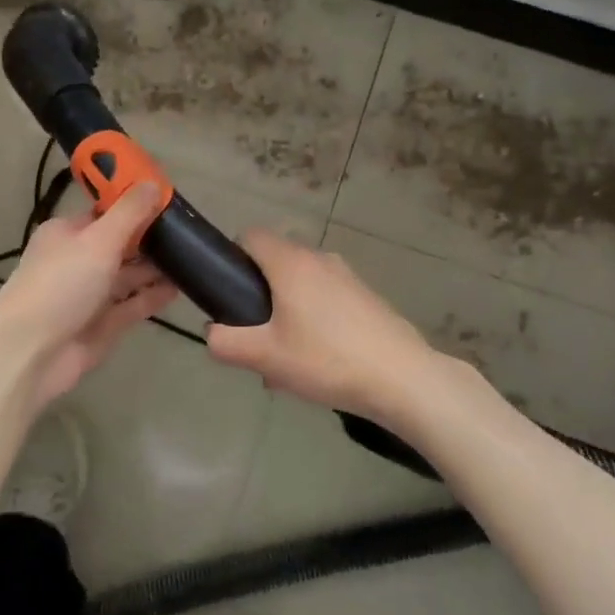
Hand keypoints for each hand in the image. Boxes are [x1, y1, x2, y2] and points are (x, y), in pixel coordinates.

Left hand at [0, 184, 177, 407]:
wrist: (30, 353)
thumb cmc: (61, 284)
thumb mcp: (97, 240)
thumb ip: (129, 213)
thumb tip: (154, 184)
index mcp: (68, 233)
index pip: (105, 212)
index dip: (135, 204)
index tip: (170, 198)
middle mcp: (78, 261)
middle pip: (120, 244)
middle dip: (151, 237)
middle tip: (191, 230)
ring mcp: (91, 295)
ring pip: (129, 276)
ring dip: (157, 268)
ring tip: (195, 257)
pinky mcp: (103, 325)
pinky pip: (134, 305)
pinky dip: (154, 296)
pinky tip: (182, 287)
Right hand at [205, 230, 439, 420]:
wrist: (403, 378)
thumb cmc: (326, 359)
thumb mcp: (265, 357)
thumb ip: (225, 342)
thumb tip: (212, 333)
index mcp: (290, 262)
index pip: (250, 235)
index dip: (232, 258)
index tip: (228, 294)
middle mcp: (319, 259)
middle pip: (275, 262)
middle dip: (258, 296)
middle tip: (255, 337)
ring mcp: (347, 276)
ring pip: (301, 285)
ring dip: (285, 313)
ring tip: (285, 359)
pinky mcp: (366, 297)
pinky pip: (326, 299)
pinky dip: (313, 320)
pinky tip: (318, 362)